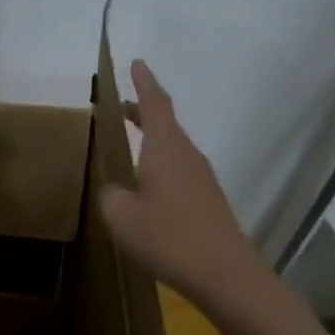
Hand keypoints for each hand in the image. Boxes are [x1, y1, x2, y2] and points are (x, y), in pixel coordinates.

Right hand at [99, 60, 266, 310]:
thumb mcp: (121, 216)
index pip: (155, 103)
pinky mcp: (208, 200)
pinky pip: (180, 170)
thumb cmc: (168, 236)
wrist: (224, 272)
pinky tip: (148, 187)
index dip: (143, 82)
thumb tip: (115, 189)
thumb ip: (111, 195)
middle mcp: (187, 155)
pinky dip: (160, 164)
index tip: (136, 62)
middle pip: (165, 123)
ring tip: (130, 145)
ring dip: (152, 140)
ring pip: (173, 147)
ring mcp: (201, 178)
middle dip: (143, 111)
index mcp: (166, 148)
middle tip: (121, 107)